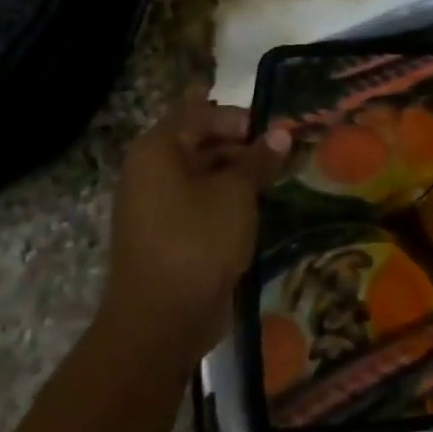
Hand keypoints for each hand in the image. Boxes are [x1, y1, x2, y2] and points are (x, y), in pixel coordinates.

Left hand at [105, 89, 290, 358]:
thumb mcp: (237, 193)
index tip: (274, 131)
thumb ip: (259, 159)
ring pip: (202, 173)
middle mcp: (150, 171)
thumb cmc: (198, 240)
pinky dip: (227, 199)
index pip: (199, 111)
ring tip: (276, 180)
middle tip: (282, 155)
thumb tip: (280, 133)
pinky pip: (199, 201)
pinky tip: (257, 207)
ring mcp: (155, 204)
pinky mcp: (167, 233)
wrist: (161, 320)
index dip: (238, 116)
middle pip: (199, 141)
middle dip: (242, 144)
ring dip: (238, 173)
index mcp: (158, 150)